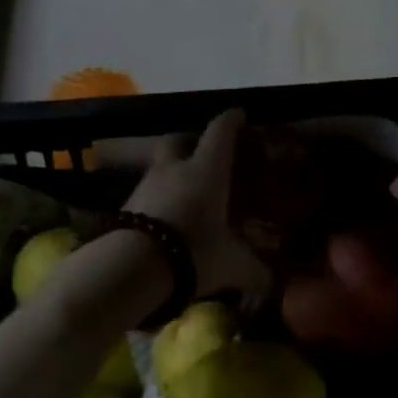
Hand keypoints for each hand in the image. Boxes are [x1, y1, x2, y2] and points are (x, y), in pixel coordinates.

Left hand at [125, 109, 270, 301]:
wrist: (130, 268)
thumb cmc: (192, 251)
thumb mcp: (231, 265)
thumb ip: (254, 270)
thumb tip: (271, 282)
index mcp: (206, 168)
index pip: (220, 131)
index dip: (231, 120)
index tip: (239, 114)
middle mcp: (175, 168)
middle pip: (179, 139)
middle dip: (190, 140)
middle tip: (203, 152)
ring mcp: (146, 184)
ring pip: (160, 166)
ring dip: (172, 172)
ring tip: (185, 191)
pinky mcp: (126, 206)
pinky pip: (147, 193)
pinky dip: (158, 198)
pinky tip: (166, 217)